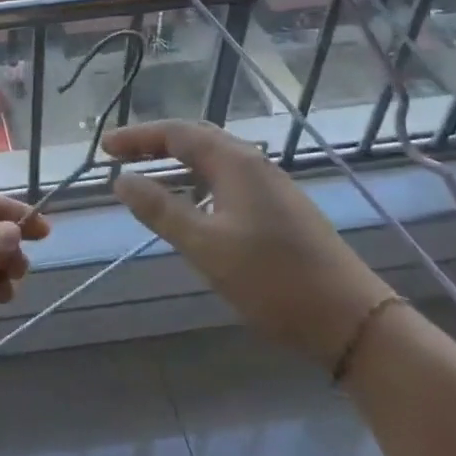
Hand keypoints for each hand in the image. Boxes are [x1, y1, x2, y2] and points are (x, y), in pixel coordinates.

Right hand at [104, 120, 391, 369]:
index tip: (103, 149)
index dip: (137, 137)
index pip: (176, 133)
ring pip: (215, 161)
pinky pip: (229, 181)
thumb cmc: (272, 279)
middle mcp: (255, 164)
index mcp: (235, 163)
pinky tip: (191, 206)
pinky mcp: (282, 211)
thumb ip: (160, 209)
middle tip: (120, 156)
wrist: (352, 321)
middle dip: (155, 144)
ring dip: (177, 163)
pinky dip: (198, 182)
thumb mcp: (204, 245)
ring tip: (147, 178)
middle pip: (197, 139)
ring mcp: (273, 187)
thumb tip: (121, 180)